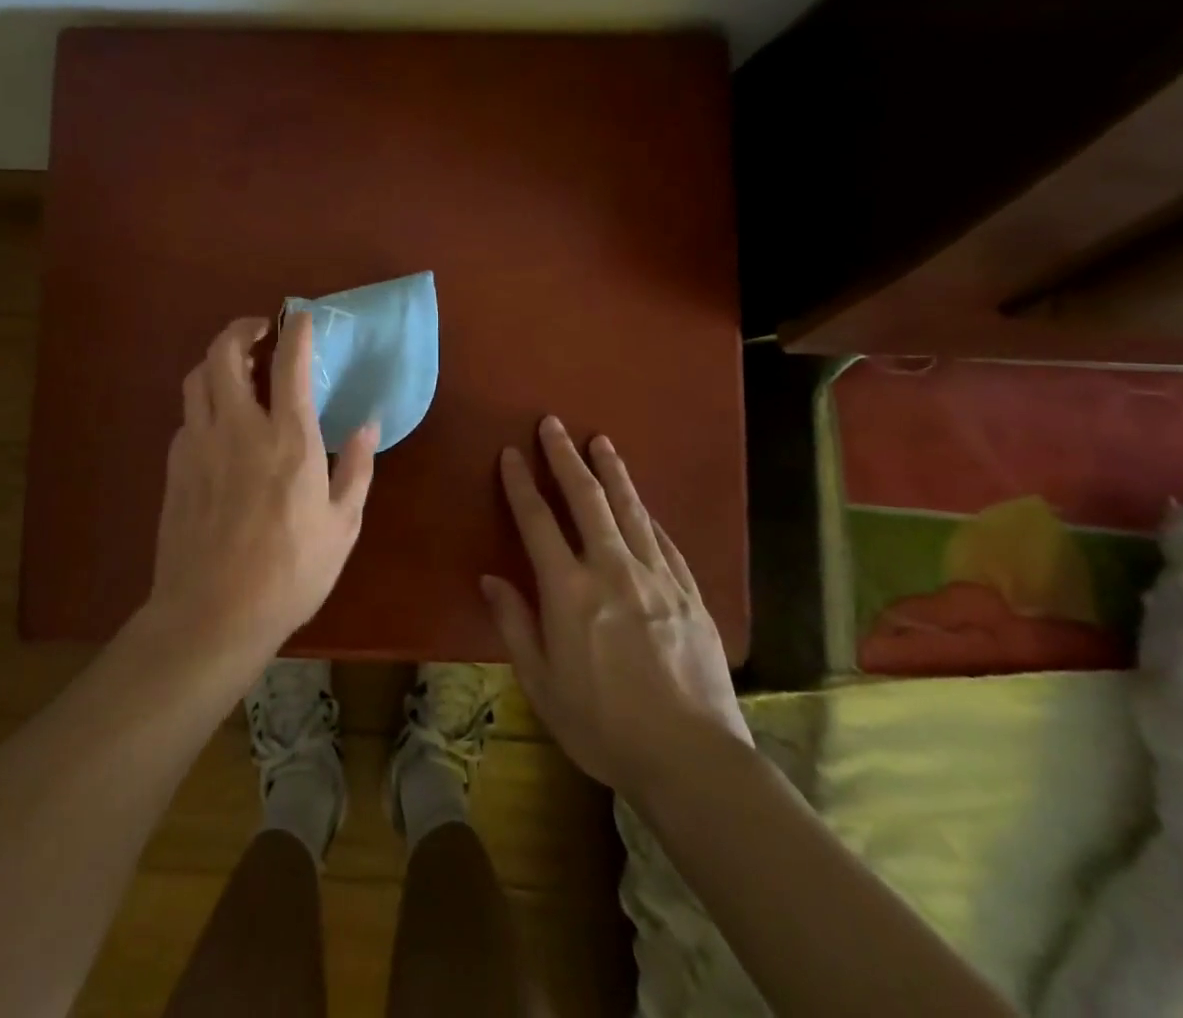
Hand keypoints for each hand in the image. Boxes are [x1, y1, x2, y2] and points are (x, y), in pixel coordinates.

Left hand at [144, 313, 378, 658]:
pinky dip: (204, 403)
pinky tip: (219, 424)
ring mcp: (199, 444)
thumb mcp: (342, 526)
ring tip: (236, 367)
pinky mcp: (175, 466)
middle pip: (224, 353)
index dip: (296, 330)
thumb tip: (369, 426)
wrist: (211, 615)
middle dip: (241, 329)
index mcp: (289, 440)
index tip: (302, 317)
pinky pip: (188, 416)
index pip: (289, 363)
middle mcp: (239, 428)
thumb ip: (356, 468)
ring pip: (197, 378)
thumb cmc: (289, 573)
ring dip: (217, 361)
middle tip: (260, 331)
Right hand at [482, 416, 751, 800]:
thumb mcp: (541, 684)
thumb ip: (515, 625)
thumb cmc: (603, 726)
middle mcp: (611, 570)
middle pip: (586, 499)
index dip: (522, 484)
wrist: (691, 759)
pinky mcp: (689, 594)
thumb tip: (491, 579)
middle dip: (566, 457)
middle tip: (554, 423)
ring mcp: (656, 578)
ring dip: (612, 472)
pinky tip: (642, 504)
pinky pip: (664, 542)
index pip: (537, 522)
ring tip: (601, 441)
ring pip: (630, 510)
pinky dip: (647, 516)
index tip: (511, 453)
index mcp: (568, 590)